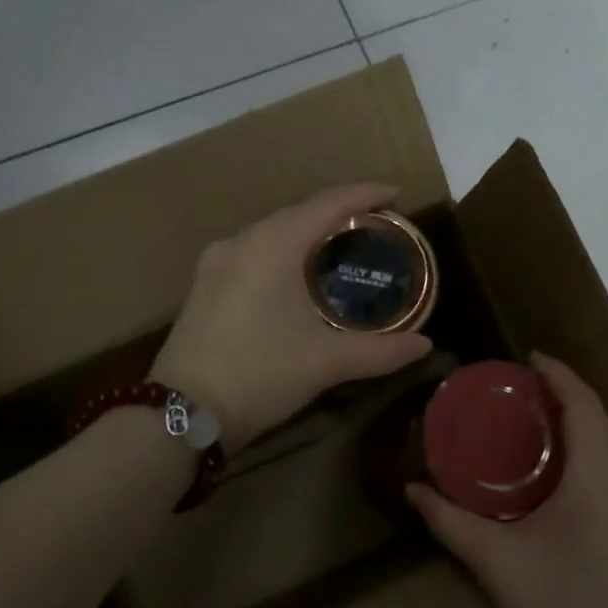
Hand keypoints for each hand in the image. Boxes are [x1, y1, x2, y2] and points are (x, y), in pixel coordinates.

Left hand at [150, 184, 433, 452]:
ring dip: (309, 233)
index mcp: (272, 245)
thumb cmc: (259, 375)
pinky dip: (285, 252)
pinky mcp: (205, 284)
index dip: (365, 195)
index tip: (396, 195)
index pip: (327, 205)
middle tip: (376, 225)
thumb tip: (425, 345)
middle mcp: (241, 241)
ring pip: (273, 232)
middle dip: (338, 213)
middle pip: (299, 213)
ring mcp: (217, 262)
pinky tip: (299, 273)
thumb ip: (381, 351)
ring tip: (342, 246)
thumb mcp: (325, 363)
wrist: (182, 413)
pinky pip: (255, 251)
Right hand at [407, 354, 607, 607]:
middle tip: (517, 389)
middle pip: (600, 421)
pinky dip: (584, 455)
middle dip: (564, 395)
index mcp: (598, 480)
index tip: (525, 359)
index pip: (584, 405)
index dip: (558, 374)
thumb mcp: (493, 561)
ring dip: (576, 426)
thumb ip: (449, 519)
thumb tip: (412, 487)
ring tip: (530, 422)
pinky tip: (552, 474)